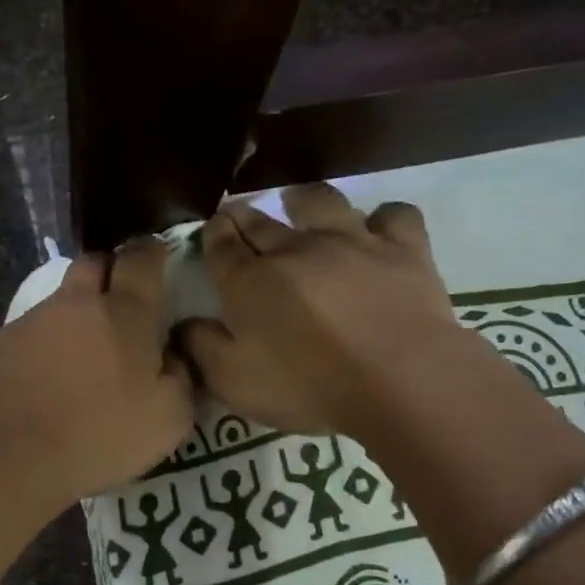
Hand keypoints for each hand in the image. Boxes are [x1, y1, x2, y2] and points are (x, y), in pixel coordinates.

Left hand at [0, 239, 194, 503]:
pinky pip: (33, 330)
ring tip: (83, 349)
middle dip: (111, 270)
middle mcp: (78, 303)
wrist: (9, 452)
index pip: (142, 260)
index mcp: (125, 313)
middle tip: (122, 298)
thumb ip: (181, 376)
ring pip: (62, 298)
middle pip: (95, 262)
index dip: (153, 253)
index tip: (159, 258)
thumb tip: (172, 355)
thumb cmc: (100, 434)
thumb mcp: (169, 418)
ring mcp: (33, 320)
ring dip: (77, 311)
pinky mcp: (0, 343)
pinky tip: (48, 376)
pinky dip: (47, 342)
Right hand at [179, 183, 466, 436]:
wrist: (399, 379)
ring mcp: (352, 242)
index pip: (221, 246)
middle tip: (238, 213)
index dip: (213, 234)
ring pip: (321, 203)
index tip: (211, 227)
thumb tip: (182, 324)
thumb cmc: (308, 385)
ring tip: (297, 200)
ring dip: (304, 199)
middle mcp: (296, 249)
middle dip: (244, 215)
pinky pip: (393, 217)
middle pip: (262, 222)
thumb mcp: (234, 382)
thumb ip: (201, 348)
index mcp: (251, 281)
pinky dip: (384, 219)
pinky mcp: (402, 249)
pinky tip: (379, 229)